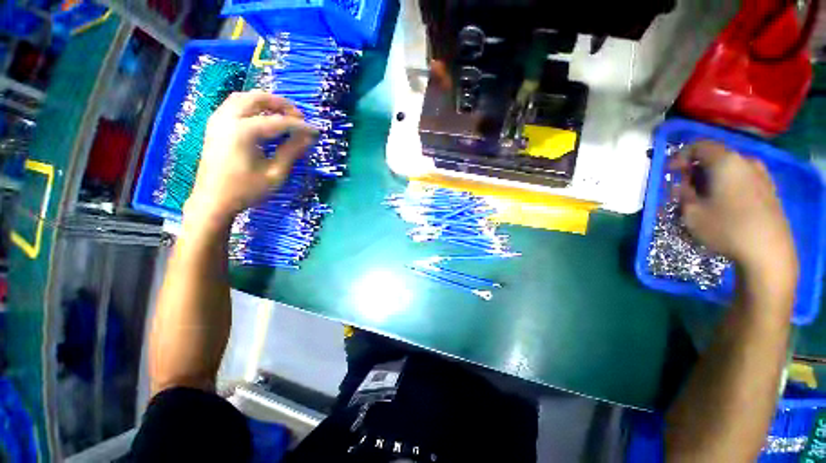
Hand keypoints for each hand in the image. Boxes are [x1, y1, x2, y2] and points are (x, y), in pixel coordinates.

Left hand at [184, 90, 316, 225]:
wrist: (213, 200)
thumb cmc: (246, 190)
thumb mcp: (275, 174)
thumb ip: (291, 152)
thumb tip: (308, 138)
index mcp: (244, 131)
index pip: (279, 122)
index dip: (301, 126)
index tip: (316, 132)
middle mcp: (228, 118)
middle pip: (257, 98)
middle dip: (282, 105)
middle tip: (299, 117)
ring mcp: (218, 120)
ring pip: (243, 97)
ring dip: (265, 102)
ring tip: (283, 115)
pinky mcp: (214, 125)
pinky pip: (234, 105)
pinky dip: (252, 106)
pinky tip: (262, 118)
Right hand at [671, 141, 797, 288]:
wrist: (768, 252)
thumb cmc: (726, 228)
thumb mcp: (691, 212)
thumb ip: (683, 193)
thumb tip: (683, 185)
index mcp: (726, 162)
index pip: (699, 146)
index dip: (680, 157)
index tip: (670, 174)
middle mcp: (746, 162)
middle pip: (715, 157)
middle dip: (695, 171)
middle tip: (684, 190)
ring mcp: (761, 176)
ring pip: (729, 169)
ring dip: (711, 180)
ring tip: (702, 199)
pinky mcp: (769, 191)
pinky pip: (742, 180)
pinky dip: (727, 186)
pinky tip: (723, 205)